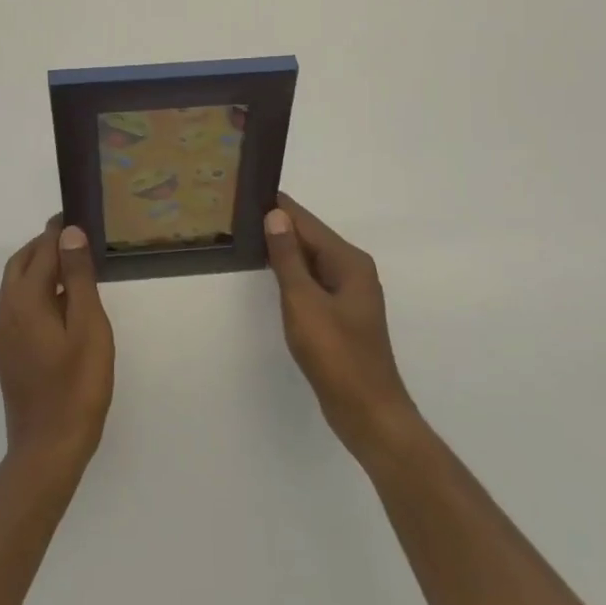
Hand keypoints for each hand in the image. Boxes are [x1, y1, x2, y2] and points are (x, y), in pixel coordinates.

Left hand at [0, 221, 114, 471]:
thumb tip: (69, 234)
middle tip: (75, 239)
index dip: (58, 232)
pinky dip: (36, 291)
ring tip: (73, 267)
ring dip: (39, 268)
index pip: (40, 251)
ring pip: (16, 285)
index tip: (75, 216)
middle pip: (20, 264)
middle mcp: (5, 313)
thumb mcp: (88, 326)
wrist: (48, 449)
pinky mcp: (6, 353)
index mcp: (24, 302)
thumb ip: (77, 277)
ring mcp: (2, 335)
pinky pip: (18, 306)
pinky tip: (62, 304)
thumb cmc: (77, 386)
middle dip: (44, 246)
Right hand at [264, 195, 420, 463]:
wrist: (368, 413)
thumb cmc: (336, 355)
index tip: (246, 191)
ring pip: (310, 260)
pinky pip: (312, 281)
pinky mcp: (341, 314)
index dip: (278, 207)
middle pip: (310, 238)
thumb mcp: (304, 302)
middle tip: (237, 214)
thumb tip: (275, 215)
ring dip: (283, 250)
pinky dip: (291, 273)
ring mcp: (348, 293)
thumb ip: (288, 257)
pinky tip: (269, 274)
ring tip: (246, 237)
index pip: (307, 222)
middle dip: (278, 226)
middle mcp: (352, 270)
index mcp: (349, 261)